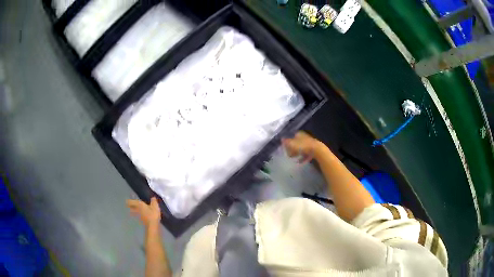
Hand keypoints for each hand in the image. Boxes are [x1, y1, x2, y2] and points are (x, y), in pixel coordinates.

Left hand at [127, 197, 160, 227]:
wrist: (153, 225)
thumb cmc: (153, 214)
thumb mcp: (155, 206)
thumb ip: (153, 201)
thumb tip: (152, 198)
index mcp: (139, 204)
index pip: (131, 202)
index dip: (129, 201)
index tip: (126, 201)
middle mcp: (137, 209)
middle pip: (131, 207)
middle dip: (130, 206)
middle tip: (128, 205)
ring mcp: (139, 215)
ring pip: (133, 212)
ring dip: (132, 211)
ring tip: (131, 210)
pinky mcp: (141, 220)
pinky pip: (137, 216)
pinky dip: (136, 215)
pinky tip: (139, 216)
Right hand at [282, 131, 320, 163]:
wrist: (317, 150)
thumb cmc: (303, 146)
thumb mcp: (292, 144)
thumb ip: (286, 142)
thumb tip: (281, 139)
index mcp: (299, 134)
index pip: (291, 137)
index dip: (287, 142)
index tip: (285, 148)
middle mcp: (304, 137)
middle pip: (296, 143)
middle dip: (292, 149)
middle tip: (289, 154)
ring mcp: (309, 143)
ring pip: (301, 148)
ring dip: (297, 153)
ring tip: (294, 158)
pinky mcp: (313, 149)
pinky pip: (306, 153)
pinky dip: (303, 157)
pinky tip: (300, 162)